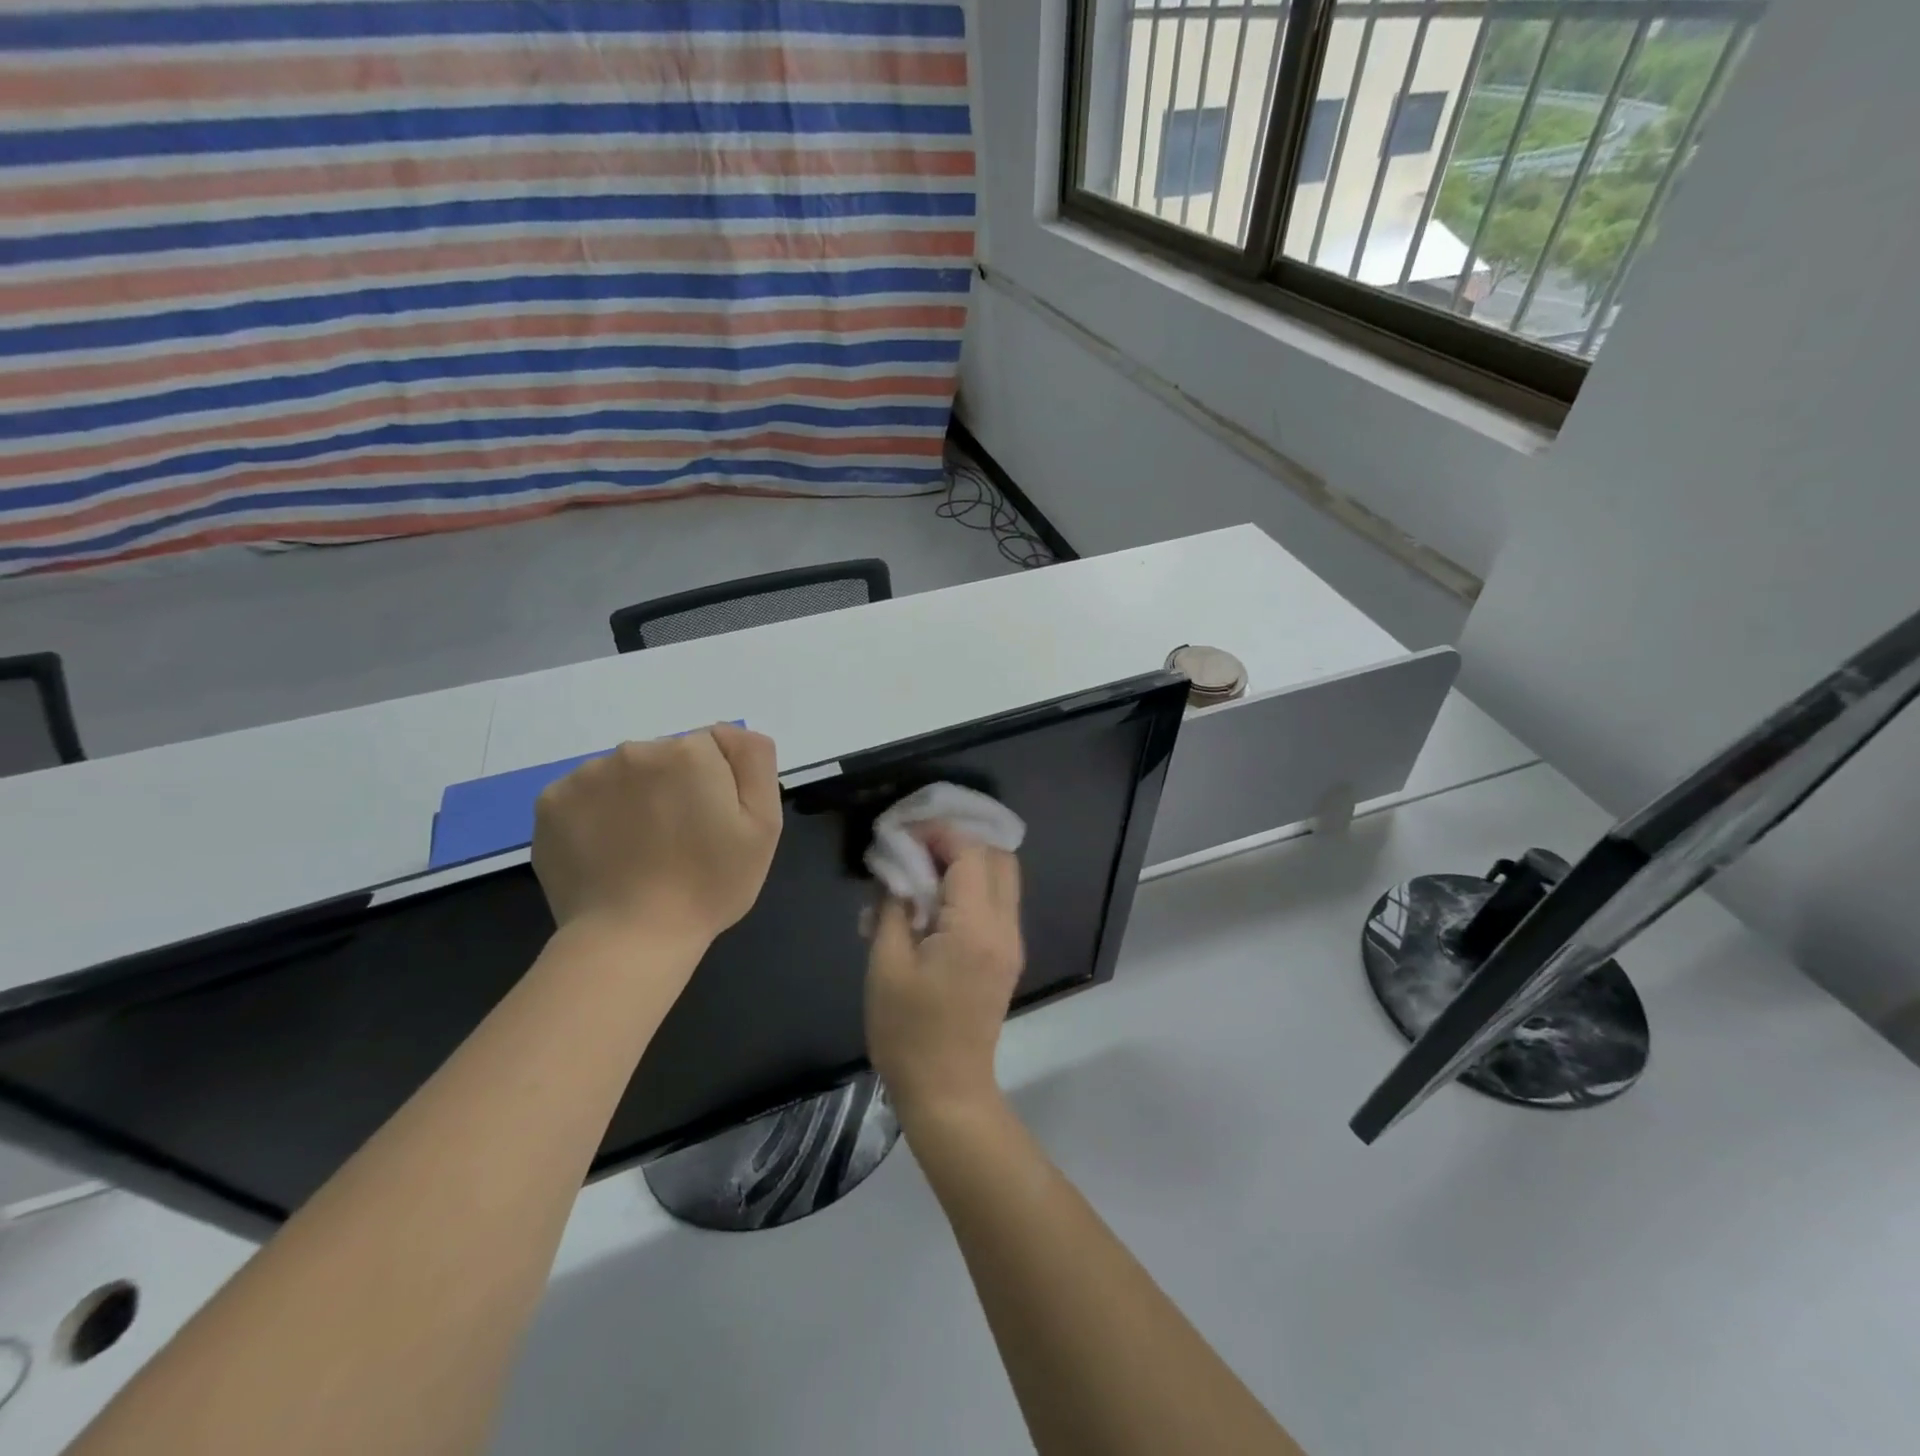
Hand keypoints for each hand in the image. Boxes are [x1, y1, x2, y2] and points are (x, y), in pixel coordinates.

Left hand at [532, 725, 781, 947]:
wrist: (632, 938)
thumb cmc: (710, 884)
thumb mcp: (764, 824)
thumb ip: (754, 760)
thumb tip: (727, 733)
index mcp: (689, 752)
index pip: (712, 749)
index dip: (718, 786)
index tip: (713, 825)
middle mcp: (634, 750)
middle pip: (667, 757)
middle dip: (675, 787)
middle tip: (680, 842)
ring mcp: (586, 775)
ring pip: (625, 775)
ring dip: (636, 798)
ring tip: (641, 851)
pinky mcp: (550, 803)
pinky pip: (587, 795)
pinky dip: (598, 815)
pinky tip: (608, 851)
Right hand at [865, 829, 1024, 1122]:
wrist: (947, 1090)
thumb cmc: (909, 1031)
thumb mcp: (886, 964)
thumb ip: (893, 907)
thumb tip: (896, 870)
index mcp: (976, 927)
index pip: (970, 854)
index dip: (939, 834)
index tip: (905, 832)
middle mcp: (1005, 928)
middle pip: (999, 858)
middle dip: (960, 841)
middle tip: (918, 845)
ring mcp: (1012, 943)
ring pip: (1003, 878)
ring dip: (969, 862)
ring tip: (924, 866)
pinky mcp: (1007, 956)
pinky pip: (998, 903)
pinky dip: (974, 886)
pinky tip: (937, 897)